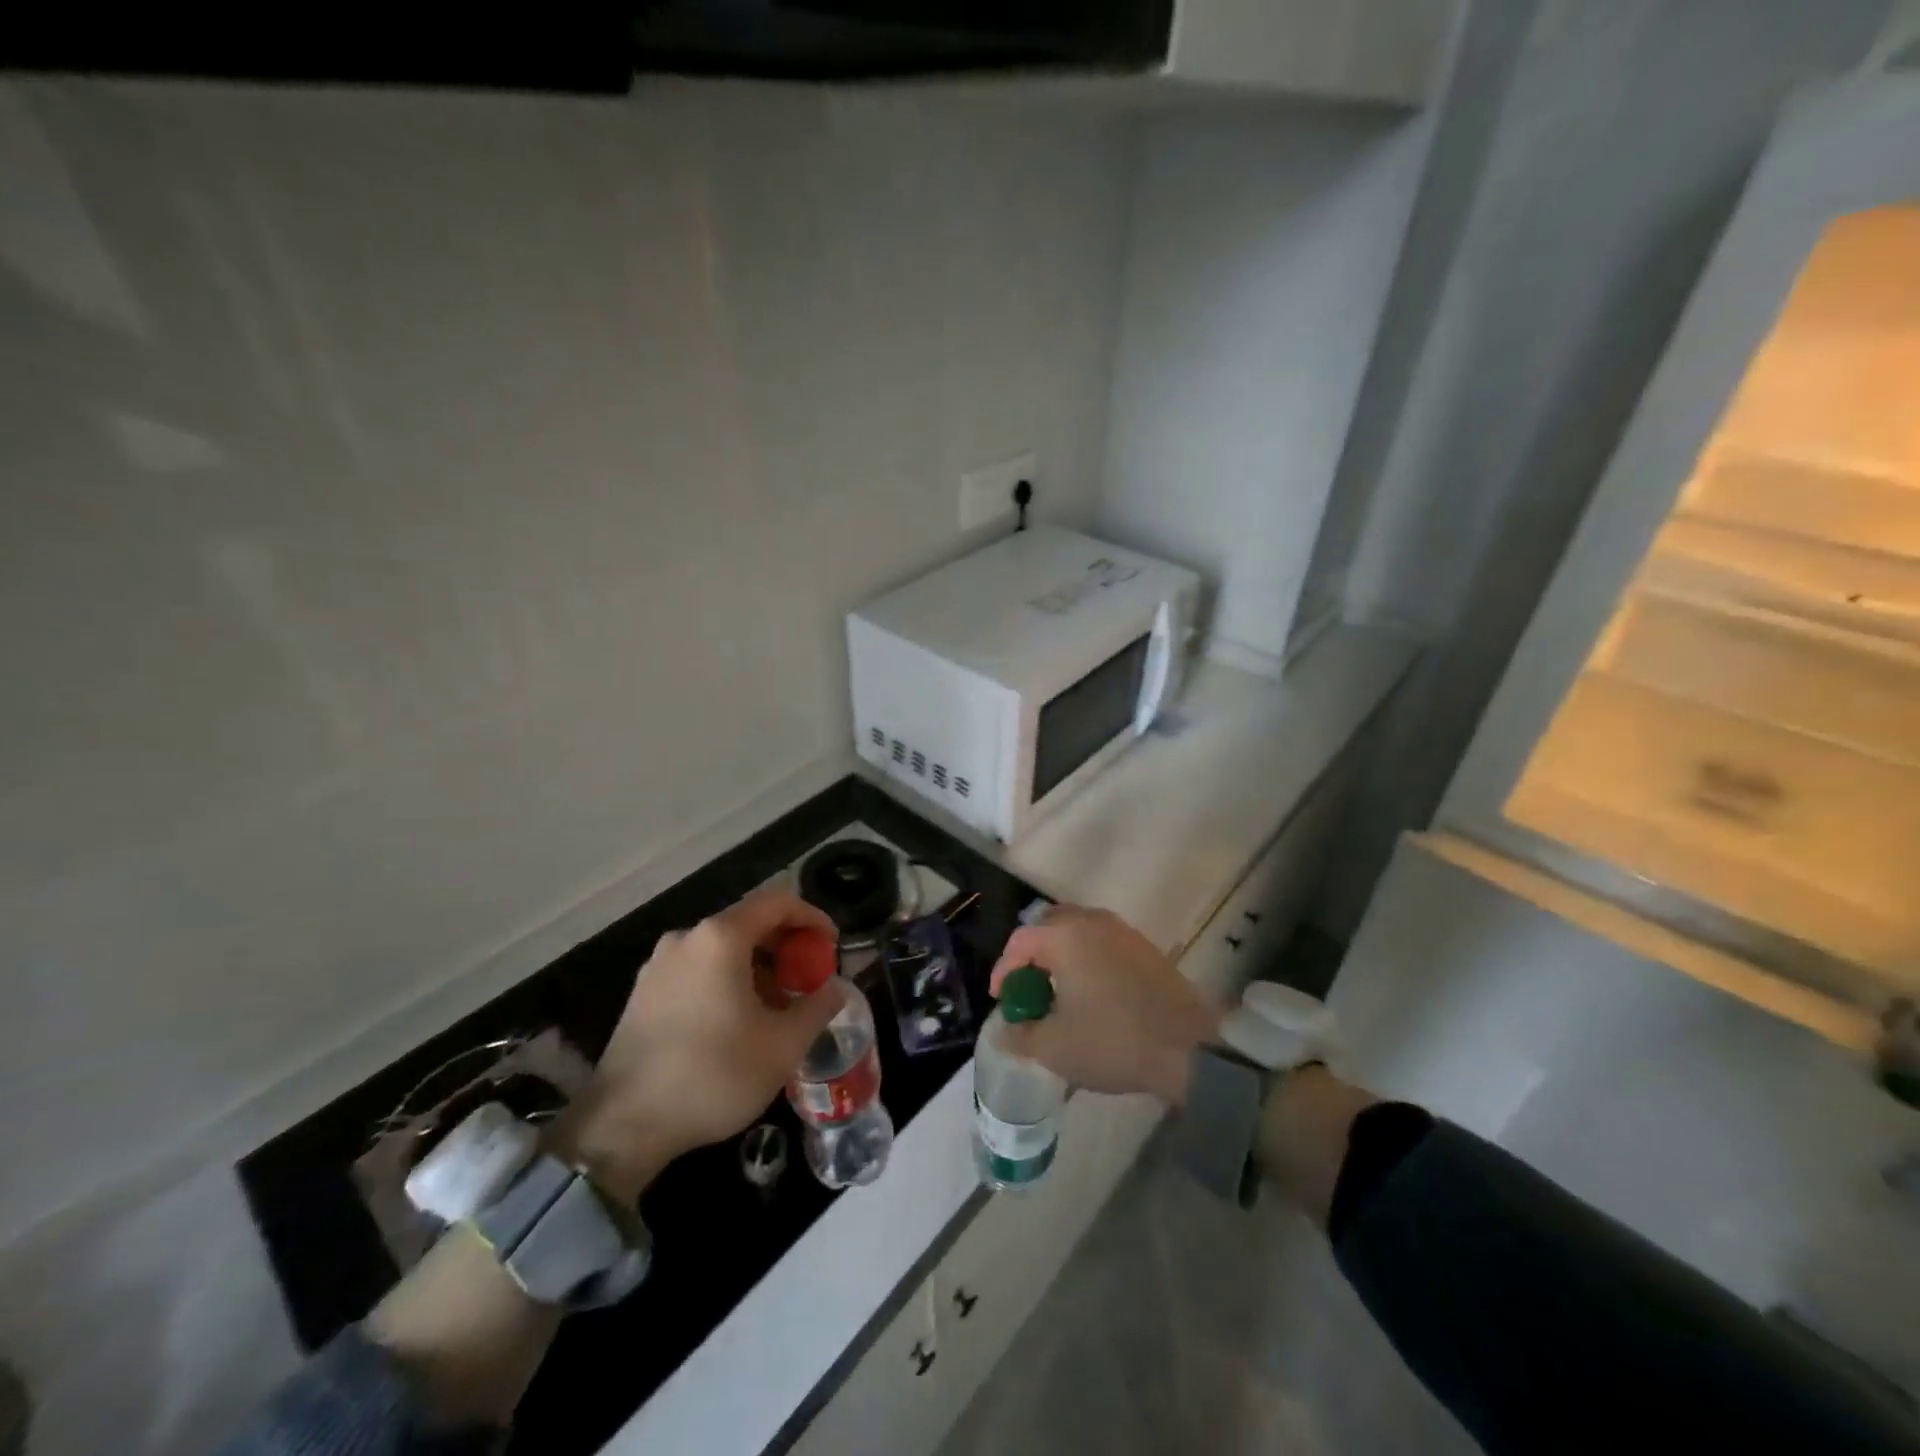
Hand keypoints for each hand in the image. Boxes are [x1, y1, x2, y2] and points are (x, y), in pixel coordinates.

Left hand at [551, 887, 842, 1199]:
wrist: (622, 1127)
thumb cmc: (713, 1076)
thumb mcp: (783, 1046)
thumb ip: (817, 1007)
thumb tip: (835, 989)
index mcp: (720, 938)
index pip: (778, 902)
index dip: (812, 917)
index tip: (831, 947)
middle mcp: (687, 938)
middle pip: (749, 922)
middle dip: (786, 946)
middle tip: (808, 980)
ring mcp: (659, 964)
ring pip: (723, 948)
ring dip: (758, 967)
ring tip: (777, 1008)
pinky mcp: (643, 992)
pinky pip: (698, 969)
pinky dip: (728, 980)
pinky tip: (738, 1021)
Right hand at [989, 905, 1220, 1106]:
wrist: (1189, 1049)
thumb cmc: (1112, 1041)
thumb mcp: (1054, 1047)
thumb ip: (1020, 1035)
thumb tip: (1004, 1030)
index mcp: (1065, 935)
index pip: (1019, 941)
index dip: (1004, 971)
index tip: (1001, 1001)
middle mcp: (1092, 921)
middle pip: (1048, 927)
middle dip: (1032, 957)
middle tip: (1028, 990)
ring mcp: (1123, 931)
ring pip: (1078, 932)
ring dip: (1061, 957)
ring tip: (1058, 993)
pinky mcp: (1145, 947)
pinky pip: (1102, 943)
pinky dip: (1087, 960)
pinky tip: (1091, 994)